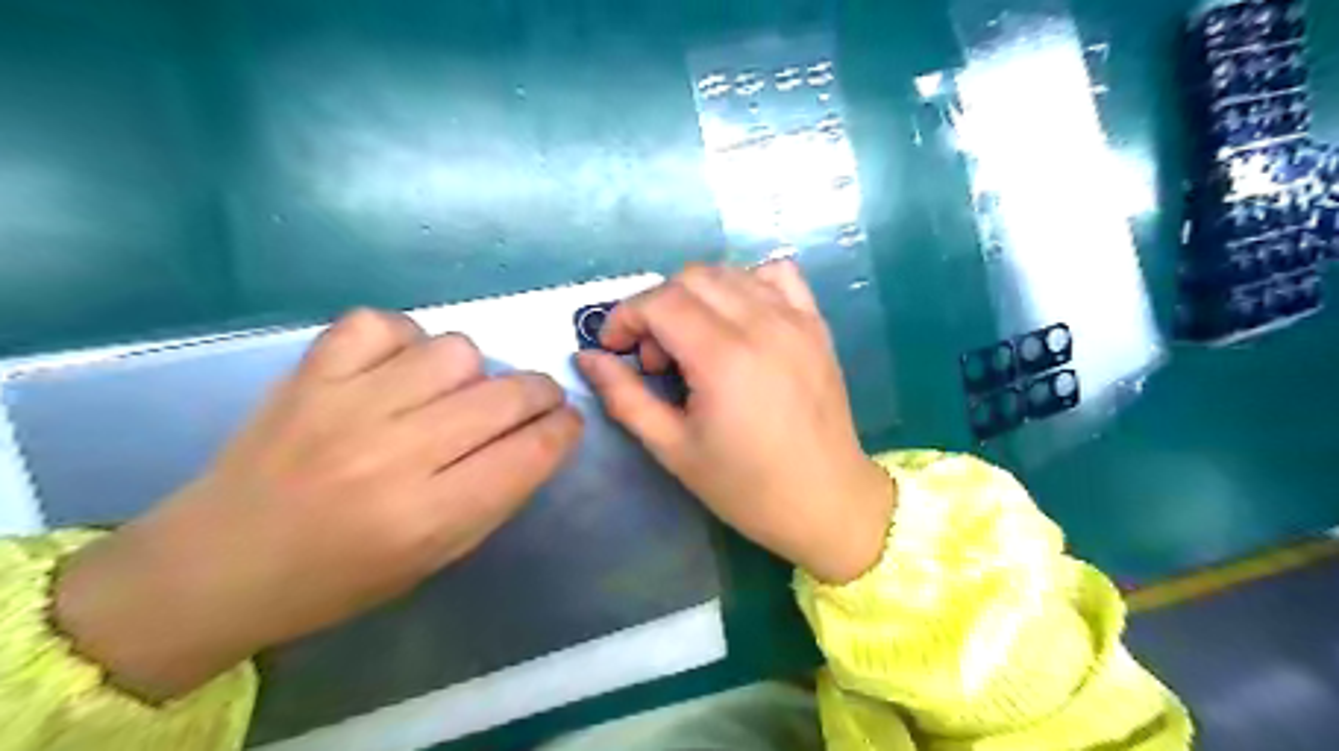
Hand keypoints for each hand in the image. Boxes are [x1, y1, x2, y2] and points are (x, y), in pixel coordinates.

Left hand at [52, 309, 582, 699]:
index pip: (532, 451)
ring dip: (473, 371)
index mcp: (429, 516)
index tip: (567, 422)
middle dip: (541, 394)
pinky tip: (399, 369)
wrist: (216, 566)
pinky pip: (384, 324)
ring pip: (457, 350)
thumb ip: (497, 494)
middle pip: (507, 394)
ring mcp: (347, 405)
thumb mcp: (437, 557)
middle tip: (534, 401)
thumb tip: (541, 436)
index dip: (565, 429)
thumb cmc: (339, 578)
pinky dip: (405, 340)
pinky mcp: (309, 373)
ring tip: (454, 392)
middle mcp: (393, 455)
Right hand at [582, 265, 891, 585]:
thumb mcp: (673, 449)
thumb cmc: (746, 487)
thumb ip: (625, 397)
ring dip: (695, 295)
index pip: (659, 301)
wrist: (827, 501)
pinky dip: (746, 283)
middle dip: (656, 307)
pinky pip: (777, 275)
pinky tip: (738, 318)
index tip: (615, 348)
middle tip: (654, 356)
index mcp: (723, 358)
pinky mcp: (816, 324)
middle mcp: (762, 324)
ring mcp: (795, 319)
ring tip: (693, 341)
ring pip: (729, 272)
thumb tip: (587, 358)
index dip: (625, 317)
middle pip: (690, 278)